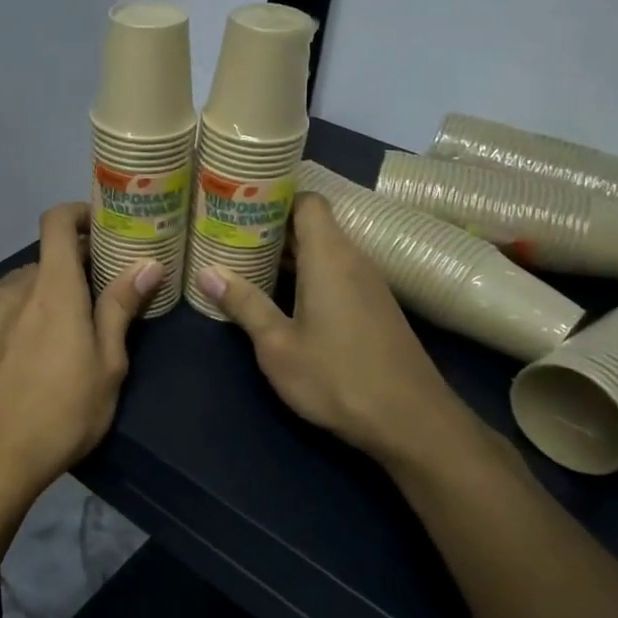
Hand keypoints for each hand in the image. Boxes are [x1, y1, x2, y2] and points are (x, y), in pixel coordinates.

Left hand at [0, 203, 161, 510]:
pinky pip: (0, 311)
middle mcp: (15, 288)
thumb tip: (147, 264)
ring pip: (22, 286)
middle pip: (45, 259)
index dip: (78, 213)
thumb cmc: (62, 411)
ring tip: (63, 330)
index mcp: (53, 287)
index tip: (100, 227)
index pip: (56, 222)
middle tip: (97, 296)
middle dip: (72, 268)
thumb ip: (121, 308)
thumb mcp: (107, 365)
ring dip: (45, 294)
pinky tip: (28, 354)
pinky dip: (20, 316)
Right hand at [195, 193, 488, 474]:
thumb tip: (207, 272)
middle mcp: (353, 259)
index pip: (307, 200)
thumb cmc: (337, 377)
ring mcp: (369, 284)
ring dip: (289, 252)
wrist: (411, 421)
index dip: (274, 195)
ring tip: (247, 260)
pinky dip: (308, 273)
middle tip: (229, 233)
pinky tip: (282, 295)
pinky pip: (337, 272)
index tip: (239, 203)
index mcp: (329, 256)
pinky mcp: (375, 307)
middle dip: (272, 225)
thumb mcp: (278, 345)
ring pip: (324, 250)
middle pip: (313, 224)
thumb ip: (244, 304)